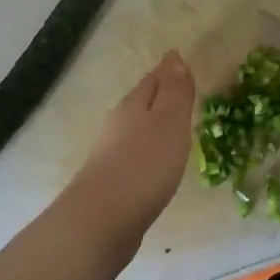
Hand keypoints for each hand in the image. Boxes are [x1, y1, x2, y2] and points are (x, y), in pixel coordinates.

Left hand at [57, 52, 195, 263]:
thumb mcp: (169, 122)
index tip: (180, 62)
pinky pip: (134, 154)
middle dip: (159, 93)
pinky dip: (147, 150)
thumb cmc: (143, 166)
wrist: (100, 222)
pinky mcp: (111, 182)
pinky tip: (155, 162)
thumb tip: (174, 57)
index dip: (169, 71)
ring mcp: (110, 154)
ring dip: (152, 123)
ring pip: (136, 128)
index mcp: (133, 106)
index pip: (154, 79)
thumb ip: (175, 91)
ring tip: (171, 125)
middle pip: (141, 101)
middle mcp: (118, 125)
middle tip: (179, 89)